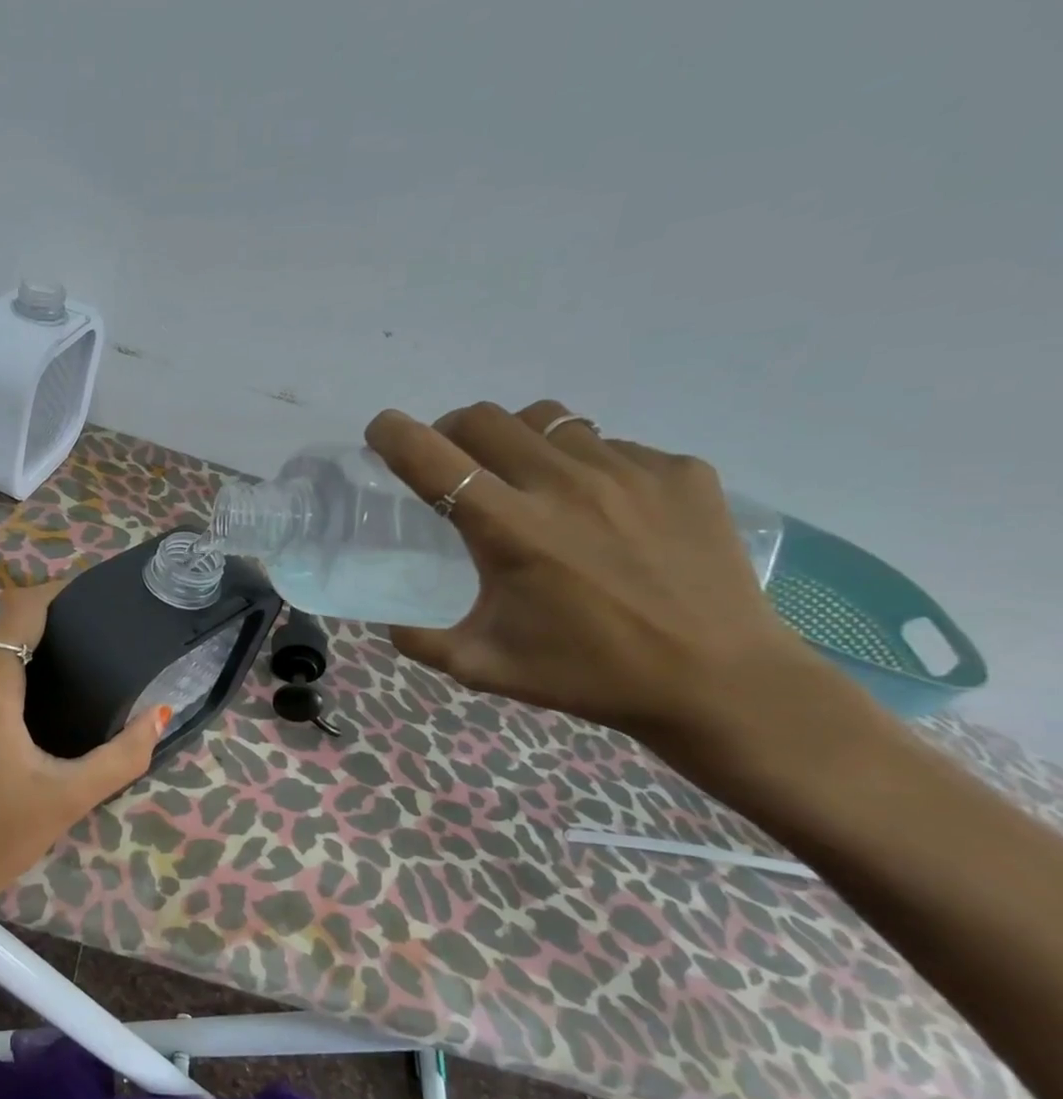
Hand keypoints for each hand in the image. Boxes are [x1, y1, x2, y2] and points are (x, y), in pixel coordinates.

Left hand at [0, 579, 169, 921]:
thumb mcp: (69, 798)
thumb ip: (122, 755)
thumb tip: (160, 714)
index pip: (20, 609)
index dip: (56, 591)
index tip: (96, 597)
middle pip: (10, 636)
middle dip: (54, 636)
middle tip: (102, 653)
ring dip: (32, 667)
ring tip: (79, 686)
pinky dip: (10, 690)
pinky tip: (40, 720)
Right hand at [365, 400, 818, 739]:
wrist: (718, 680)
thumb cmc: (589, 675)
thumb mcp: (485, 668)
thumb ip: (422, 642)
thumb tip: (391, 624)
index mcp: (509, 529)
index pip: (431, 458)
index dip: (394, 434)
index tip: (381, 432)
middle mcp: (563, 483)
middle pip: (485, 418)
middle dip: (451, 431)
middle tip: (453, 465)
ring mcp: (629, 469)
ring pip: (548, 422)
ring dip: (517, 442)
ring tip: (526, 481)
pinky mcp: (679, 470)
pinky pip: (611, 446)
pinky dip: (584, 466)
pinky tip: (600, 511)